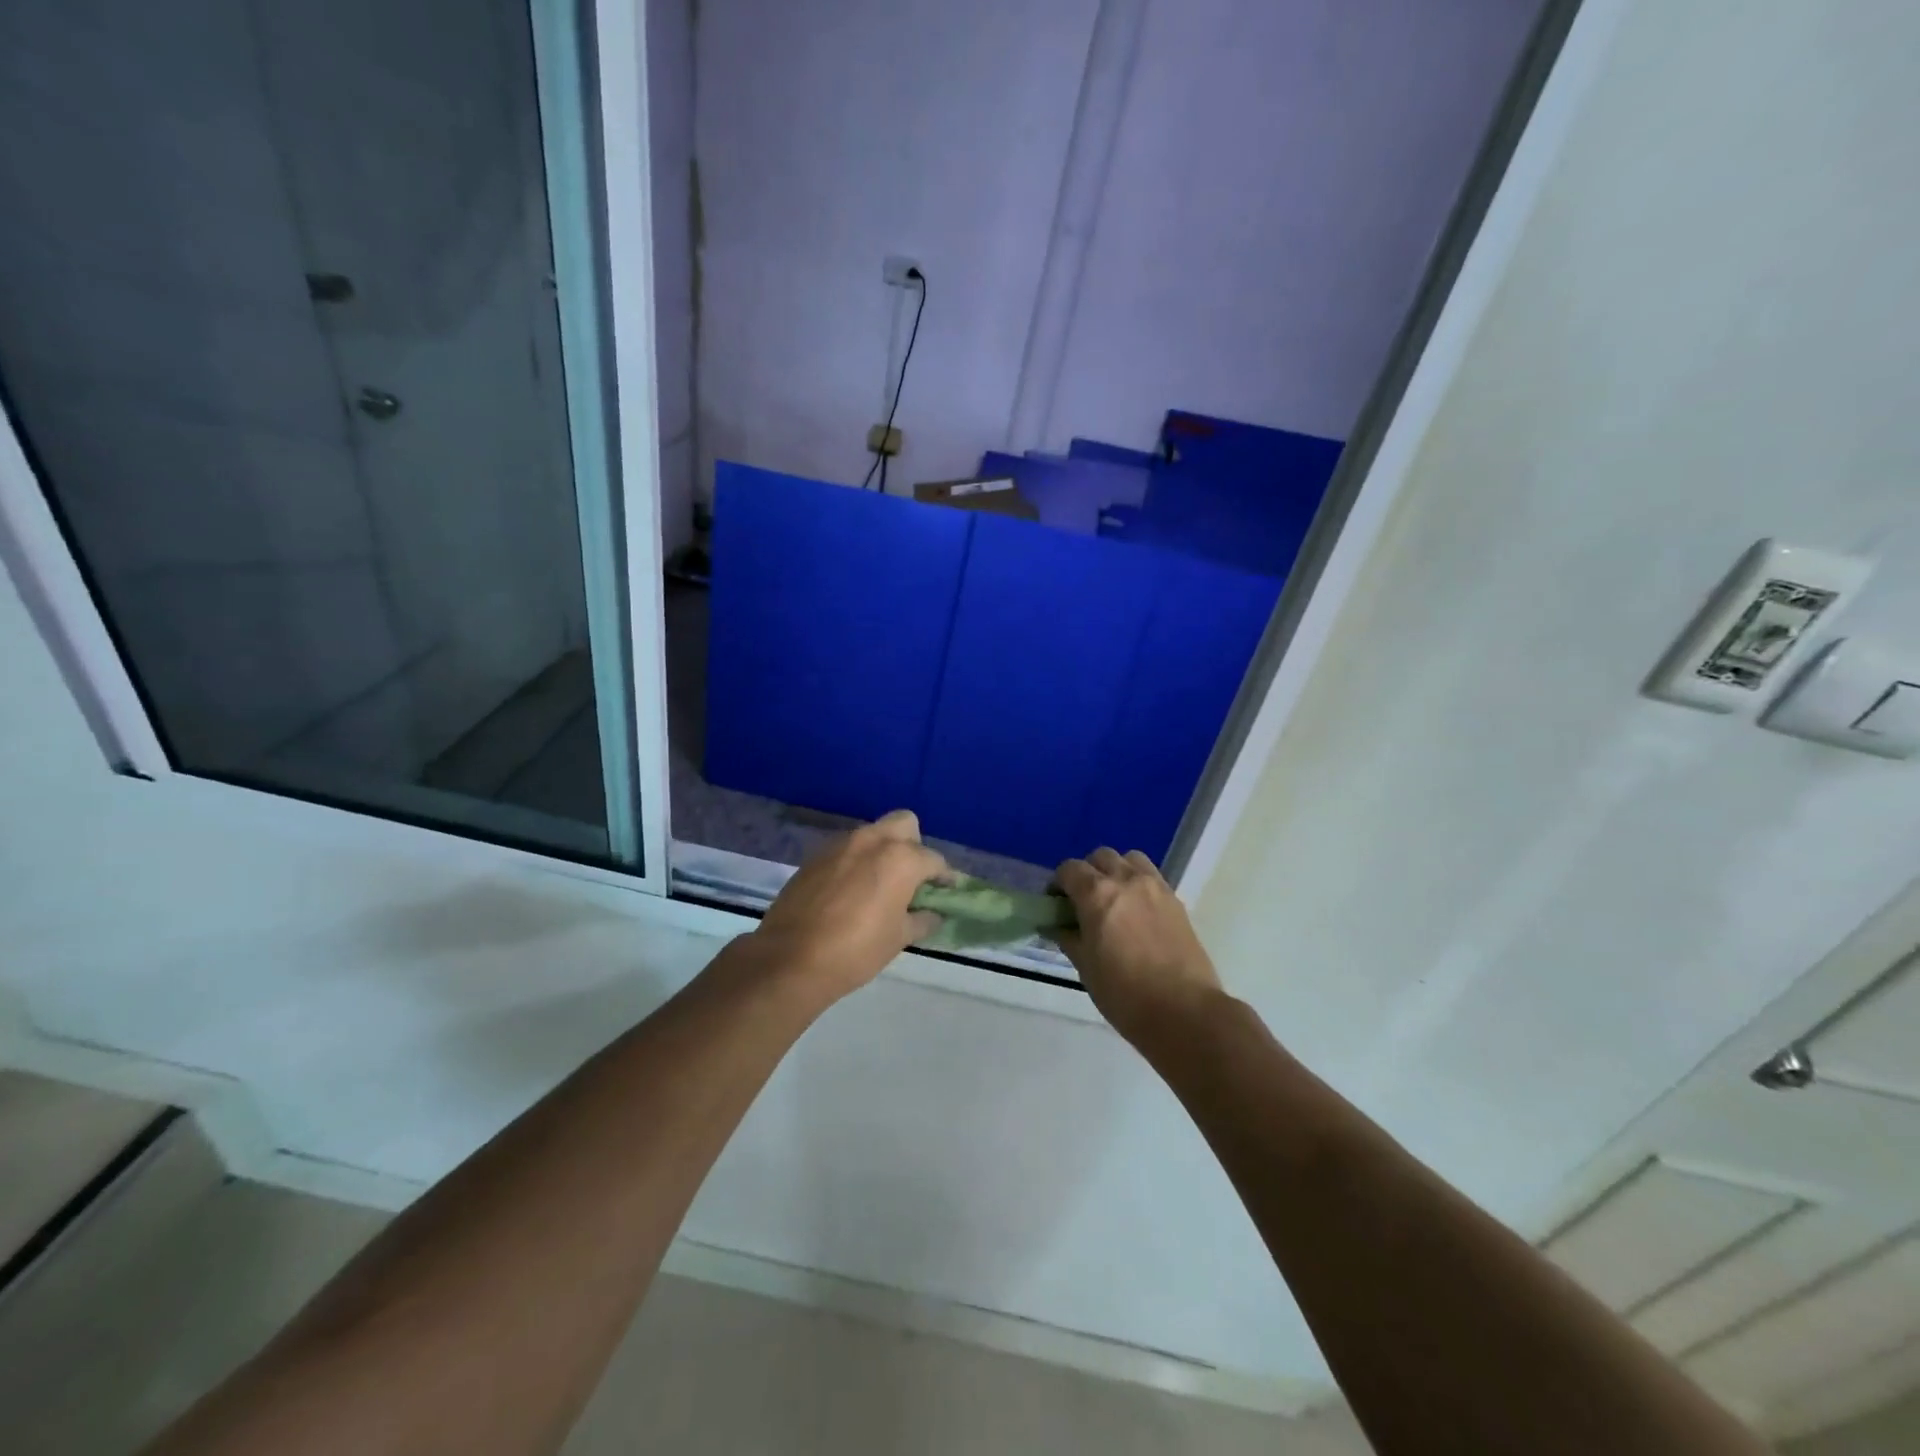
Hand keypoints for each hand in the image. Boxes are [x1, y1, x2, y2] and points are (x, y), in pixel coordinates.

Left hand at [748, 810, 947, 1003]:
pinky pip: (846, 849)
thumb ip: (921, 920)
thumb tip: (933, 914)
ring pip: (872, 834)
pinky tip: (850, 891)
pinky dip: (855, 862)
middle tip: (910, 877)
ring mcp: (840, 845)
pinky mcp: (815, 856)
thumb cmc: (856, 950)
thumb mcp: (898, 938)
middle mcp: (872, 840)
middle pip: (904, 824)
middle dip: (913, 844)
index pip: (934, 859)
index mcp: (901, 858)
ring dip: (882, 851)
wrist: (790, 958)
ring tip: (879, 885)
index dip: (943, 877)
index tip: (945, 891)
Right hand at [1053, 848, 1223, 1045]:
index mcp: (1097, 894)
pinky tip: (1137, 913)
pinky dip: (1138, 884)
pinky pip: (1152, 877)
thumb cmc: (1124, 994)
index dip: (1058, 884)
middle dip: (1087, 873)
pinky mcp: (1176, 900)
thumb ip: (1069, 937)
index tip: (1056, 905)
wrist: (1184, 1012)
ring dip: (1116, 871)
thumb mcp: (1085, 967)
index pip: (1069, 869)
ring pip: (1130, 859)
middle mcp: (1126, 880)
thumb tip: (1059, 926)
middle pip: (1100, 857)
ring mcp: (1156, 887)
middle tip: (1084, 902)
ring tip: (1114, 900)